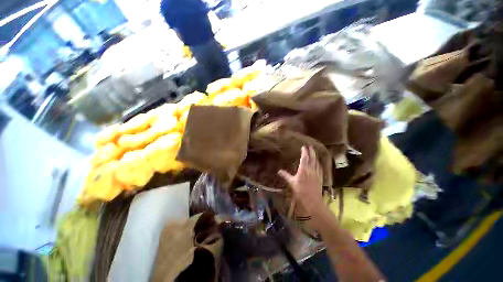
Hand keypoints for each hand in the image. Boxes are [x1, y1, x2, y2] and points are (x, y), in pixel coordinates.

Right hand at [278, 146, 322, 214]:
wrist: (313, 201)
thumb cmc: (300, 191)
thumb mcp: (292, 183)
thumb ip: (286, 176)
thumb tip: (279, 171)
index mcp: (303, 169)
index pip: (304, 158)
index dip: (304, 152)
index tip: (303, 147)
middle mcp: (311, 169)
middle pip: (312, 158)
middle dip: (311, 151)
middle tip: (310, 146)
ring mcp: (316, 173)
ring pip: (316, 162)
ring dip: (315, 156)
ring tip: (314, 152)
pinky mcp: (320, 177)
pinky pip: (319, 167)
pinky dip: (318, 163)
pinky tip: (318, 162)